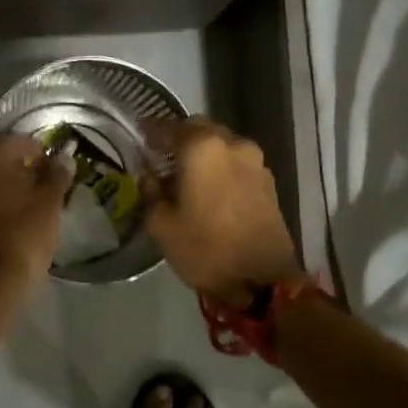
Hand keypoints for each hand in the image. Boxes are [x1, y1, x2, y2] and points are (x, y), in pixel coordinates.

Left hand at [0, 134, 74, 297]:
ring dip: (4, 186)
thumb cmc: (21, 237)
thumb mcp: (49, 203)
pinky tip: (11, 219)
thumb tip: (63, 158)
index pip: (16, 141)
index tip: (55, 169)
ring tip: (30, 203)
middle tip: (44, 184)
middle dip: (19, 167)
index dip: (39, 152)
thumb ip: (56, 175)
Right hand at [142, 118, 303, 304]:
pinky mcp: (268, 181)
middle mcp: (232, 144)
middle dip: (180, 137)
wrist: (262, 280)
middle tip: (161, 153)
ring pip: (221, 144)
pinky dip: (220, 166)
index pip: (170, 127)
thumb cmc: (205, 249)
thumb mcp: (161, 225)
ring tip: (185, 171)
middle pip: (200, 129)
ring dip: (202, 151)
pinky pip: (236, 162)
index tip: (140, 132)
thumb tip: (150, 176)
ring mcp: (255, 161)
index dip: (152, 129)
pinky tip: (209, 186)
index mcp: (202, 148)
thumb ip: (151, 192)